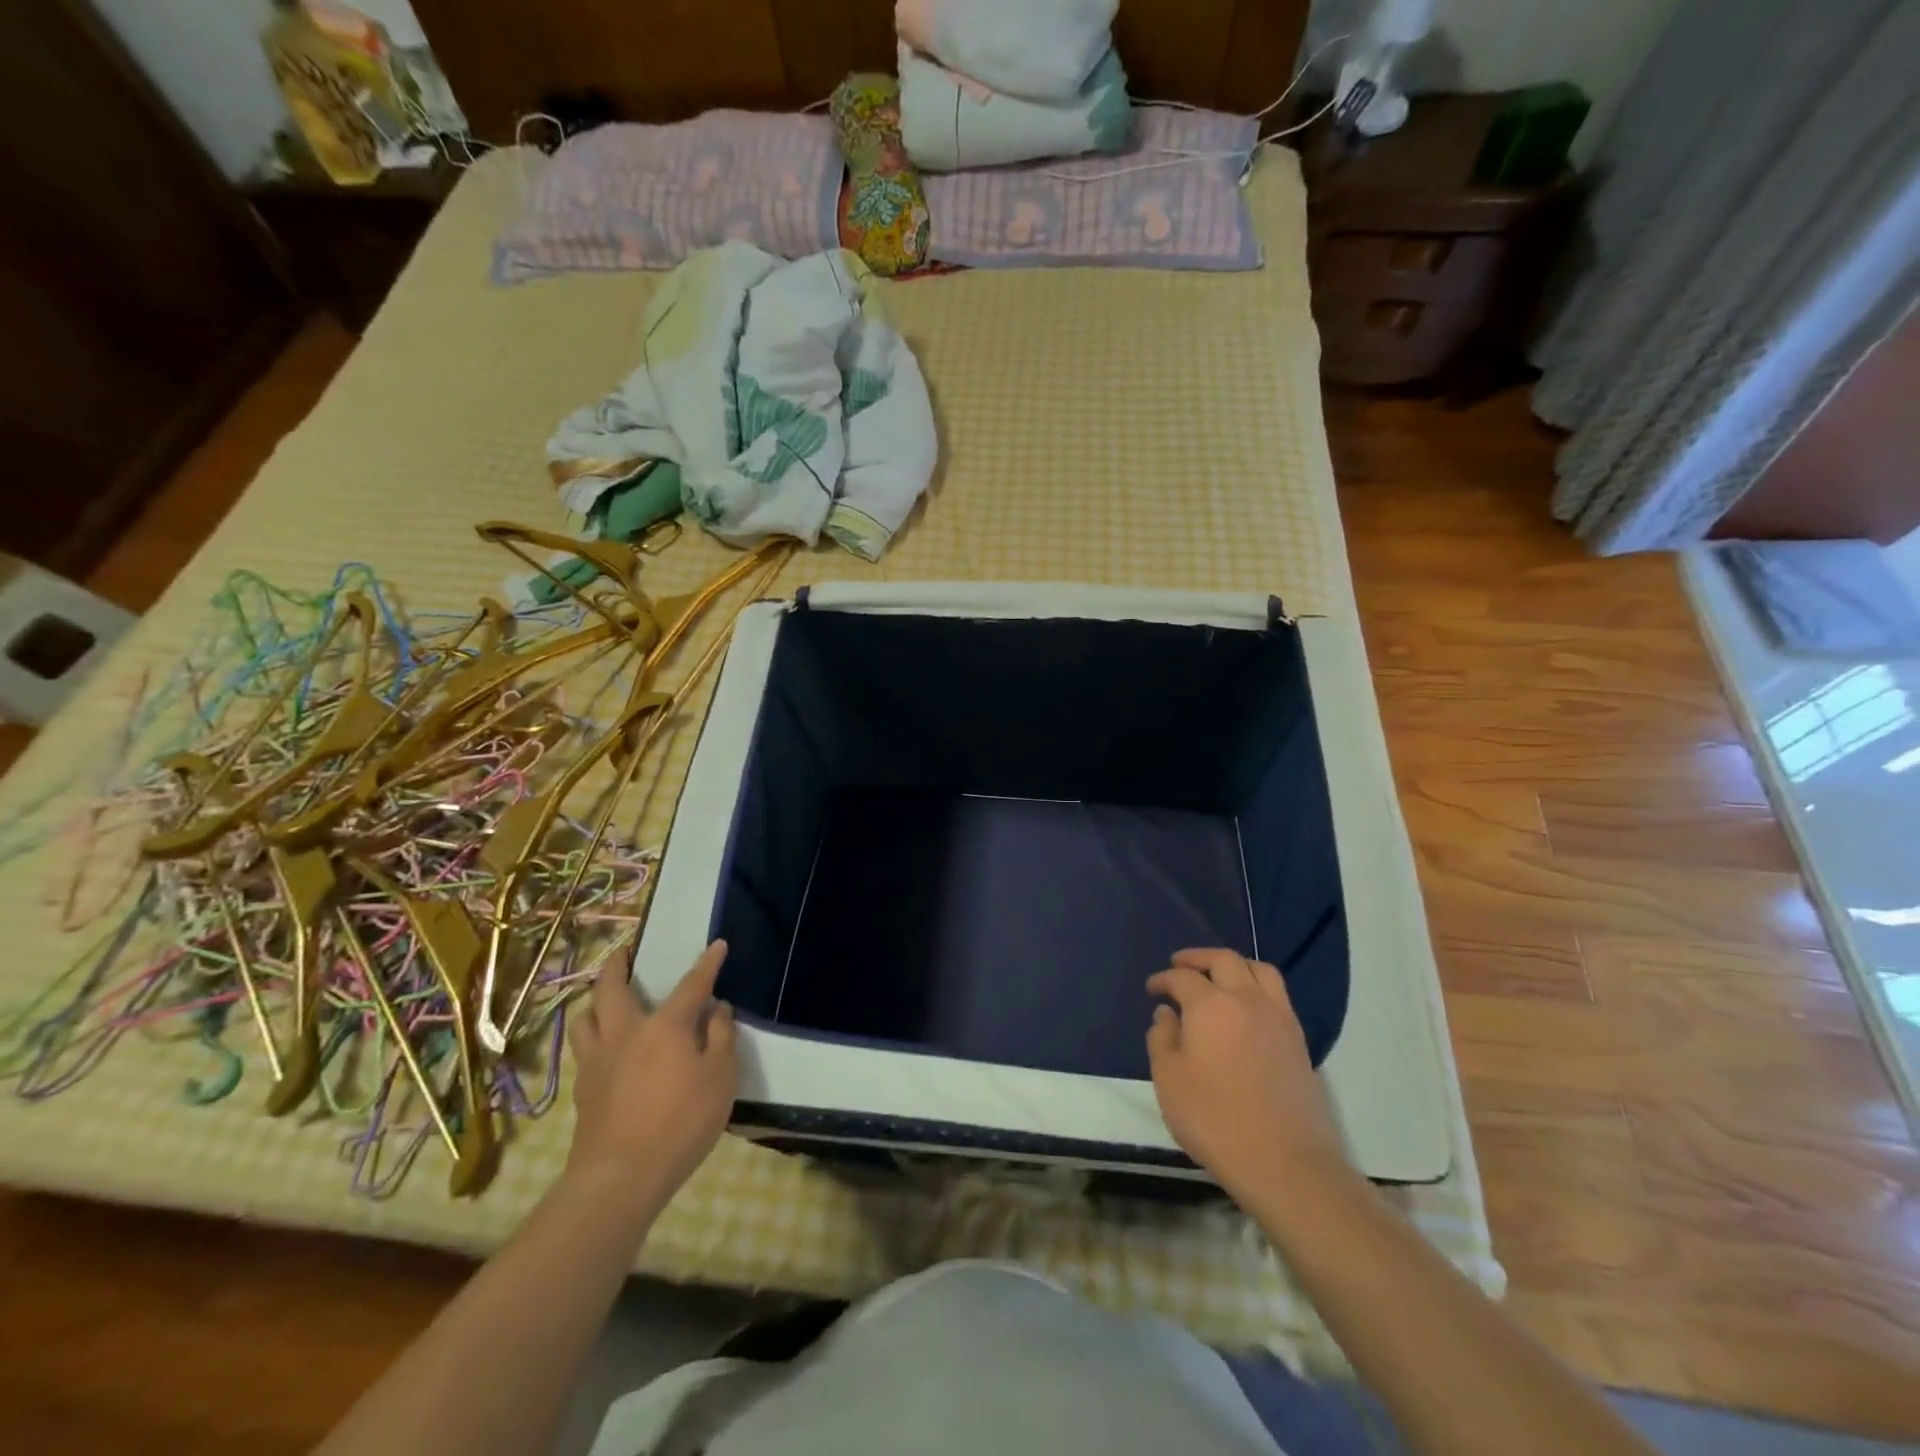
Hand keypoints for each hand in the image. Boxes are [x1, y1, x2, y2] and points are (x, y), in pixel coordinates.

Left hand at [566, 940, 737, 1207]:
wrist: (619, 1178)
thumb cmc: (680, 1122)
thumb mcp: (720, 1078)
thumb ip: (720, 1038)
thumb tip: (716, 1009)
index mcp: (664, 1026)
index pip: (691, 985)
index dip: (707, 964)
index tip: (717, 945)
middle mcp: (625, 1033)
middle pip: (611, 989)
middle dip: (617, 965)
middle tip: (623, 952)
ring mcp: (598, 1062)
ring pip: (586, 1018)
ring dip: (594, 1001)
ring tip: (603, 999)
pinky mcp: (583, 1091)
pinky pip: (584, 1050)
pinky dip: (592, 1037)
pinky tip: (603, 1048)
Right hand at [1146, 948, 1346, 1200]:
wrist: (1284, 1162)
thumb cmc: (1214, 1119)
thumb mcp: (1169, 1080)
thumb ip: (1162, 1038)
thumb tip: (1167, 1014)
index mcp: (1210, 1005)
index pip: (1182, 977)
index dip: (1164, 979)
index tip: (1152, 989)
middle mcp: (1247, 1000)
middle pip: (1224, 960)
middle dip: (1198, 958)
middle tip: (1180, 965)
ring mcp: (1278, 1018)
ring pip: (1259, 970)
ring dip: (1234, 965)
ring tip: (1218, 976)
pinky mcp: (1298, 1040)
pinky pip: (1277, 995)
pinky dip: (1257, 986)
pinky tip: (1246, 1008)